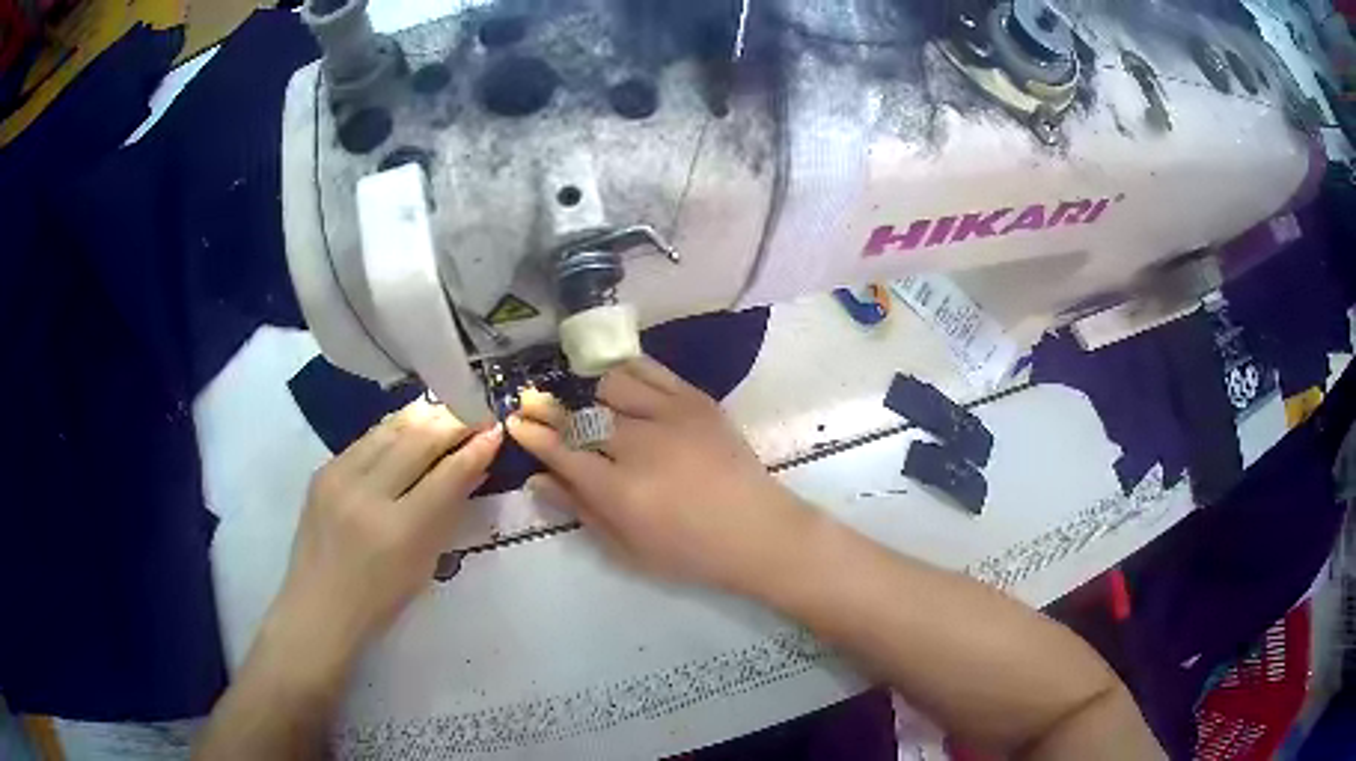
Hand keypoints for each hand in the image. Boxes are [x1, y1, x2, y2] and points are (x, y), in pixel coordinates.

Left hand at [268, 399, 502, 672]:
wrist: (319, 604)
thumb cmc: (379, 599)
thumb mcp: (424, 563)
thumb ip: (447, 512)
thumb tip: (473, 469)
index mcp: (399, 531)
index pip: (446, 475)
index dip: (475, 449)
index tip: (496, 430)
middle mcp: (367, 494)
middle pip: (418, 440)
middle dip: (453, 422)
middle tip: (477, 413)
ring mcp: (339, 476)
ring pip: (391, 428)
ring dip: (425, 416)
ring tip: (450, 409)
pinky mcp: (323, 468)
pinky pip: (367, 438)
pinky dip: (395, 428)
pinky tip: (412, 424)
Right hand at [507, 358, 815, 593]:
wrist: (758, 532)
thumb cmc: (690, 553)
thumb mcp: (627, 548)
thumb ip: (580, 509)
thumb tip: (538, 479)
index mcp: (620, 490)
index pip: (561, 451)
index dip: (533, 434)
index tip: (515, 422)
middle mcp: (640, 445)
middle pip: (581, 415)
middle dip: (552, 411)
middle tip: (538, 408)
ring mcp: (671, 416)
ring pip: (612, 383)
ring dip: (595, 396)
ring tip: (599, 411)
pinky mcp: (697, 401)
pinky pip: (650, 370)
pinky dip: (628, 374)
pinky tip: (623, 387)